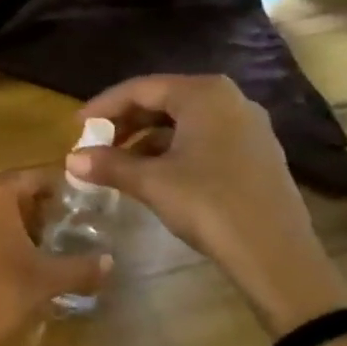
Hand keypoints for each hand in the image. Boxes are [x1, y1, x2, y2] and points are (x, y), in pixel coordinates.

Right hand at [67, 75, 344, 334]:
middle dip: (126, 122)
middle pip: (164, 101)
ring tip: (119, 164)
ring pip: (184, 122)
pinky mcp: (256, 153)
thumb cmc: (209, 205)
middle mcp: (229, 100)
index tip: (77, 126)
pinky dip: (173, 150)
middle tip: (96, 144)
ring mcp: (248, 126)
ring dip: (147, 139)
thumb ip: (109, 165)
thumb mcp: (152, 182)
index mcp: (204, 94)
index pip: (141, 89)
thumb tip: (70, 160)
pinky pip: (203, 138)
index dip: (104, 106)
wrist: (276, 256)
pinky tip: (154, 175)